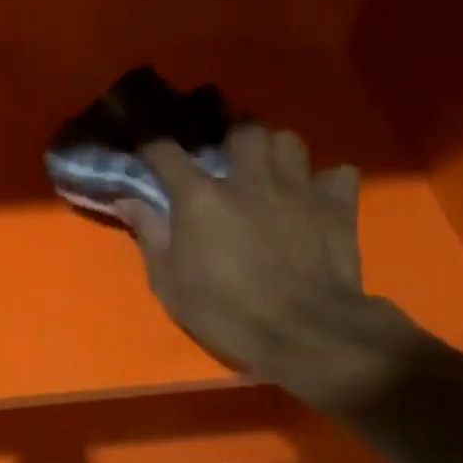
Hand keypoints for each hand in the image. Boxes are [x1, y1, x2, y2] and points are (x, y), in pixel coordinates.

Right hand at [117, 125, 416, 412]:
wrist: (306, 333)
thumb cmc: (227, 312)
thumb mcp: (170, 282)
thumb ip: (149, 234)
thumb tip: (126, 200)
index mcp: (201, 196)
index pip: (166, 152)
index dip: (150, 144)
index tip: (145, 146)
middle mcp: (248, 178)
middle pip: (241, 129)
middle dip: (230, 136)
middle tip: (225, 156)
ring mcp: (297, 187)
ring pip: (287, 140)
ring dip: (275, 150)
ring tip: (269, 169)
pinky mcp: (337, 204)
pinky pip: (336, 173)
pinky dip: (325, 179)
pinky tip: (315, 195)